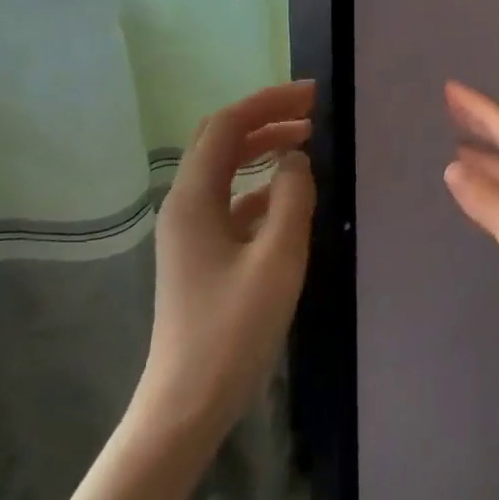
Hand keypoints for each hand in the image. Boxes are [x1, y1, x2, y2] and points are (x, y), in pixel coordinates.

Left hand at [138, 81, 317, 442]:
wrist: (187, 403)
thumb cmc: (233, 330)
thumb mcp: (277, 259)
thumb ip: (293, 199)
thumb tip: (296, 159)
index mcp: (194, 199)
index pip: (228, 126)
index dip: (269, 101)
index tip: (314, 96)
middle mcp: (185, 205)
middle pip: (221, 140)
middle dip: (265, 117)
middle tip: (313, 112)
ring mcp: (190, 230)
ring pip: (225, 169)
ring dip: (262, 148)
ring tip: (306, 142)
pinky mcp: (201, 253)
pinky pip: (231, 201)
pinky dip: (260, 185)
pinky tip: (290, 195)